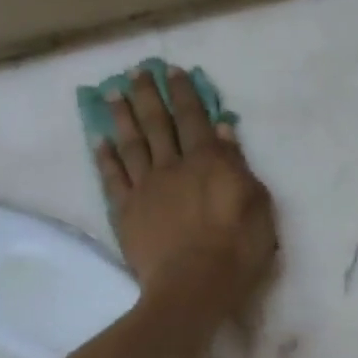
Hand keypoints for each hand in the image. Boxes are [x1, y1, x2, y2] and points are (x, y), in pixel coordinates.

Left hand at [95, 65, 277, 325]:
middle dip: (147, 94)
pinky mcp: (126, 211)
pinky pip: (113, 177)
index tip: (172, 71)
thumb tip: (223, 130)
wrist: (194, 286)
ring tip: (112, 93)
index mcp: (208, 161)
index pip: (194, 117)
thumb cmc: (237, 249)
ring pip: (131, 142)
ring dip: (121, 115)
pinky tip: (100, 140)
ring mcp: (145, 187)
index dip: (183, 92)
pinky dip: (106, 157)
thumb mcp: (257, 205)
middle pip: (157, 122)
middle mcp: (173, 165)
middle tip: (136, 71)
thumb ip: (238, 166)